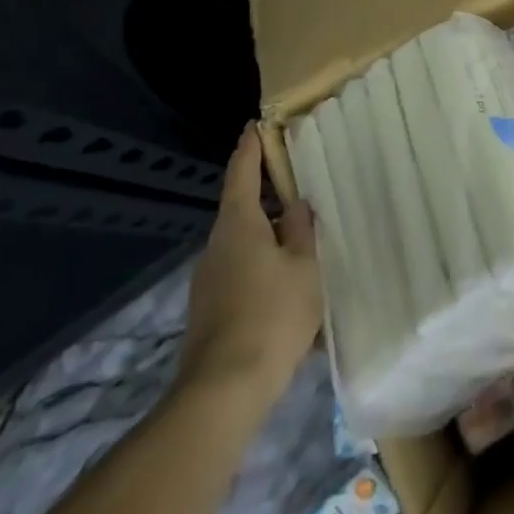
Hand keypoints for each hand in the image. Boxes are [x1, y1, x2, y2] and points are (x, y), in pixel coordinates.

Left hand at [177, 123, 322, 397]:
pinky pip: (242, 274)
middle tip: (300, 191)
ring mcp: (209, 280)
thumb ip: (301, 230)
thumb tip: (296, 204)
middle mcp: (216, 246)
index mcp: (238, 226)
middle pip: (243, 211)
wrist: (225, 388)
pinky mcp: (210, 309)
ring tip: (303, 246)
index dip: (250, 148)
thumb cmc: (273, 314)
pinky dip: (264, 270)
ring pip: (244, 245)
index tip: (256, 126)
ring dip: (269, 240)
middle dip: (269, 200)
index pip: (242, 174)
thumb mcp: (304, 267)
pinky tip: (289, 289)